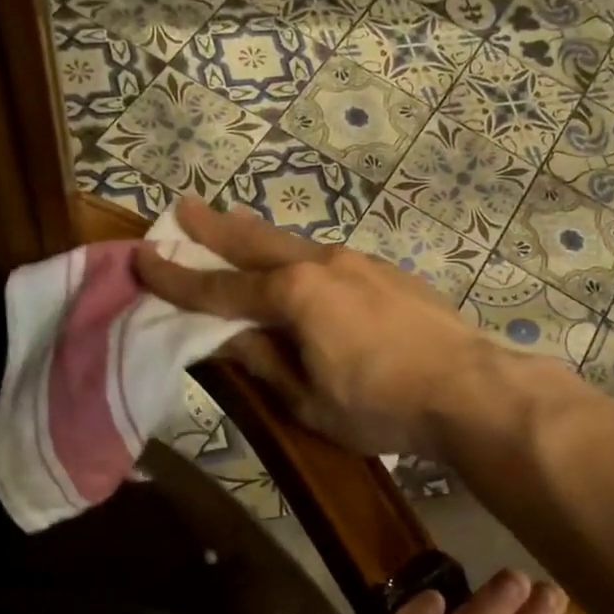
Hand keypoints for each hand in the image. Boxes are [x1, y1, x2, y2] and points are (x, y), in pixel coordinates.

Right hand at [134, 198, 499, 455]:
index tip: (143, 259)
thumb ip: (265, 362)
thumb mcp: (309, 401)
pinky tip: (304, 273)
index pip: (221, 288)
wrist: (469, 390)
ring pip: (297, 246)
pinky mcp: (390, 274)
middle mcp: (323, 265)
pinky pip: (330, 261)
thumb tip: (228, 337)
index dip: (178, 279)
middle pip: (257, 242)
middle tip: (183, 208)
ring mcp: (361, 263)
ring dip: (261, 239)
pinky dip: (302, 261)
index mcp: (295, 296)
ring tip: (236, 229)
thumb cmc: (381, 406)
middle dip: (215, 228)